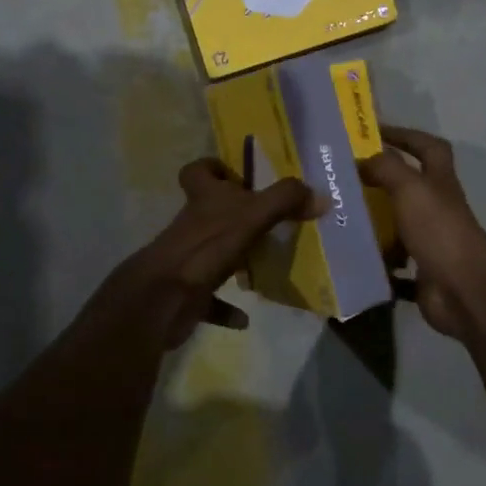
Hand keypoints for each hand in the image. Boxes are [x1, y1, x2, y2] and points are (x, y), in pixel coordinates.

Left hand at [95, 158, 318, 350]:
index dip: (213, 168)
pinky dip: (226, 308)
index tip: (238, 176)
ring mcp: (186, 260)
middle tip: (268, 222)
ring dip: (234, 260)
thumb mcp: (252, 216)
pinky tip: (244, 317)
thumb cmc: (207, 247)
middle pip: (209, 212)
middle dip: (235, 216)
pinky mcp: (186, 293)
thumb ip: (285, 201)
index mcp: (202, 199)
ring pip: (211, 253)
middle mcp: (191, 225)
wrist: (164, 298)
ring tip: (265, 265)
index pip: (197, 171)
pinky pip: (209, 300)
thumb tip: (320, 196)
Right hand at [358, 126, 485, 339]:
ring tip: (338, 219)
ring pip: (398, 227)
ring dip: (374, 224)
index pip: (428, 148)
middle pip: (410, 188)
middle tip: (344, 179)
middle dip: (380, 182)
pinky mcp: (422, 274)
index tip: (375, 133)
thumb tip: (360, 158)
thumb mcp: (410, 188)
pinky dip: (376, 265)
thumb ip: (386, 168)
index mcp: (438, 183)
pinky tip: (351, 260)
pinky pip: (393, 267)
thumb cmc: (439, 230)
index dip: (406, 135)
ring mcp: (431, 243)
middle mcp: (437, 209)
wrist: (464, 290)